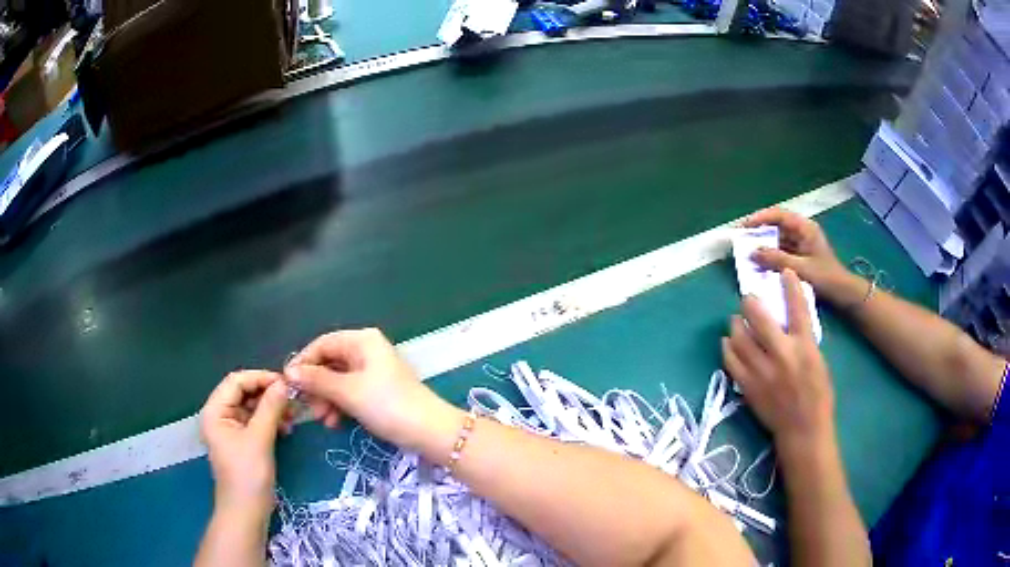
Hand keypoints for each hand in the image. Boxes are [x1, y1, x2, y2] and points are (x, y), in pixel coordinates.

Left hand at [199, 371, 291, 518]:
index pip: (236, 381)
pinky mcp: (242, 441)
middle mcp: (219, 415)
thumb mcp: (260, 439)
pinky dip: (270, 421)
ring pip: (252, 407)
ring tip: (292, 417)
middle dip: (268, 394)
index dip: (260, 378)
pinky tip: (286, 429)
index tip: (286, 382)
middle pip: (243, 392)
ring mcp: (230, 429)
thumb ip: (270, 408)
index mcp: (215, 411)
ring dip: (271, 408)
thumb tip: (284, 383)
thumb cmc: (248, 475)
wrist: (246, 512)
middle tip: (292, 400)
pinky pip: (256, 422)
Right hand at [285, 328, 461, 451]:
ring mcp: (373, 371)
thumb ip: (317, 380)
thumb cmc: (386, 405)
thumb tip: (288, 372)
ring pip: (338, 380)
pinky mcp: (378, 390)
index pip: (322, 344)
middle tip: (307, 408)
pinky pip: (350, 392)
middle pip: (329, 363)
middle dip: (316, 386)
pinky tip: (335, 423)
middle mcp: (367, 350)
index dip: (303, 363)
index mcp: (361, 340)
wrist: (429, 431)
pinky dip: (340, 405)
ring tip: (323, 420)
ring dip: (327, 399)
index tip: (288, 384)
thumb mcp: (347, 392)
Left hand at [721, 269, 835, 455]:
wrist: (803, 429)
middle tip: (747, 300)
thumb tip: (788, 322)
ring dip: (735, 325)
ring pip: (739, 338)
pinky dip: (727, 349)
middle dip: (750, 303)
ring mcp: (761, 371)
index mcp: (804, 347)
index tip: (785, 272)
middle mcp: (781, 354)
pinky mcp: (748, 386)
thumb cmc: (818, 396)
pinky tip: (727, 343)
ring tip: (735, 321)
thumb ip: (803, 340)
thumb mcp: (818, 361)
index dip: (790, 286)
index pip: (797, 309)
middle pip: (759, 318)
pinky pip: (730, 361)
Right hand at [744, 208, 861, 307]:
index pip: (779, 215)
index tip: (744, 227)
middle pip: (776, 225)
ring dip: (763, 244)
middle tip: (741, 238)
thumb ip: (777, 259)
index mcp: (805, 227)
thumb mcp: (801, 269)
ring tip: (746, 251)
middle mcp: (802, 232)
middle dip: (758, 231)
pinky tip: (760, 264)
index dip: (760, 218)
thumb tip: (753, 252)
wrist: (843, 293)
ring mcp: (801, 244)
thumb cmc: (826, 277)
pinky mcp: (800, 256)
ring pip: (777, 239)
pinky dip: (770, 255)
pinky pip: (781, 251)